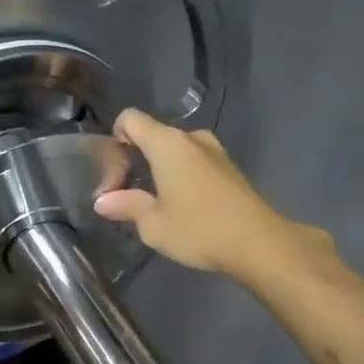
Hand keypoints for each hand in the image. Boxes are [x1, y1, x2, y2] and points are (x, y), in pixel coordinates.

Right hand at [94, 108, 318, 279]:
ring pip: (174, 151)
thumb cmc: (199, 229)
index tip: (113, 174)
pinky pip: (194, 163)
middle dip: (133, 162)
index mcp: (167, 143)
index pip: (130, 119)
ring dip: (157, 171)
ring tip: (151, 204)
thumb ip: (125, 206)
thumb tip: (103, 202)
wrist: (260, 244)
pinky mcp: (230, 169)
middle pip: (151, 136)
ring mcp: (215, 152)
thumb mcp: (153, 224)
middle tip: (124, 198)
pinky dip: (179, 177)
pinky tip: (179, 207)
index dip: (114, 139)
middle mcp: (191, 138)